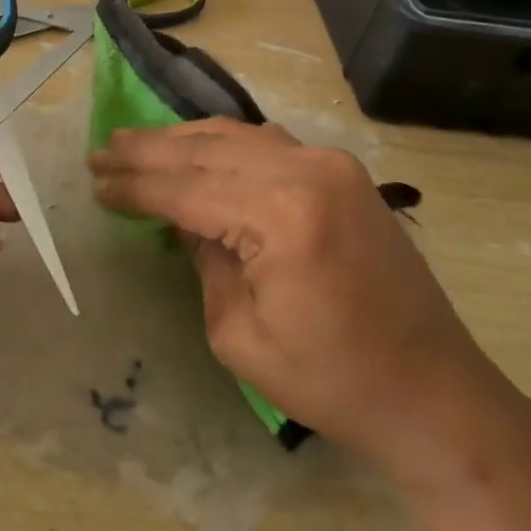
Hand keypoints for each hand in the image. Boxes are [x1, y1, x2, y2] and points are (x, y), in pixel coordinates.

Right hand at [89, 119, 504, 483]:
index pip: (187, 188)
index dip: (136, 186)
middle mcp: (307, 171)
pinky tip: (194, 147)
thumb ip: (203, 261)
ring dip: (182, 140)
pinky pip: (267, 143)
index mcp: (281, 215)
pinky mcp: (343, 173)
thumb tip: (183, 219)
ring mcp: (331, 164)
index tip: (95, 181)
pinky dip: (223, 142)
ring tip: (135, 142)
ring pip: (236, 136)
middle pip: (207, 150)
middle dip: (148, 151)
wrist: (435, 395)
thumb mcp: (240, 335)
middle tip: (103, 150)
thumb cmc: (333, 382)